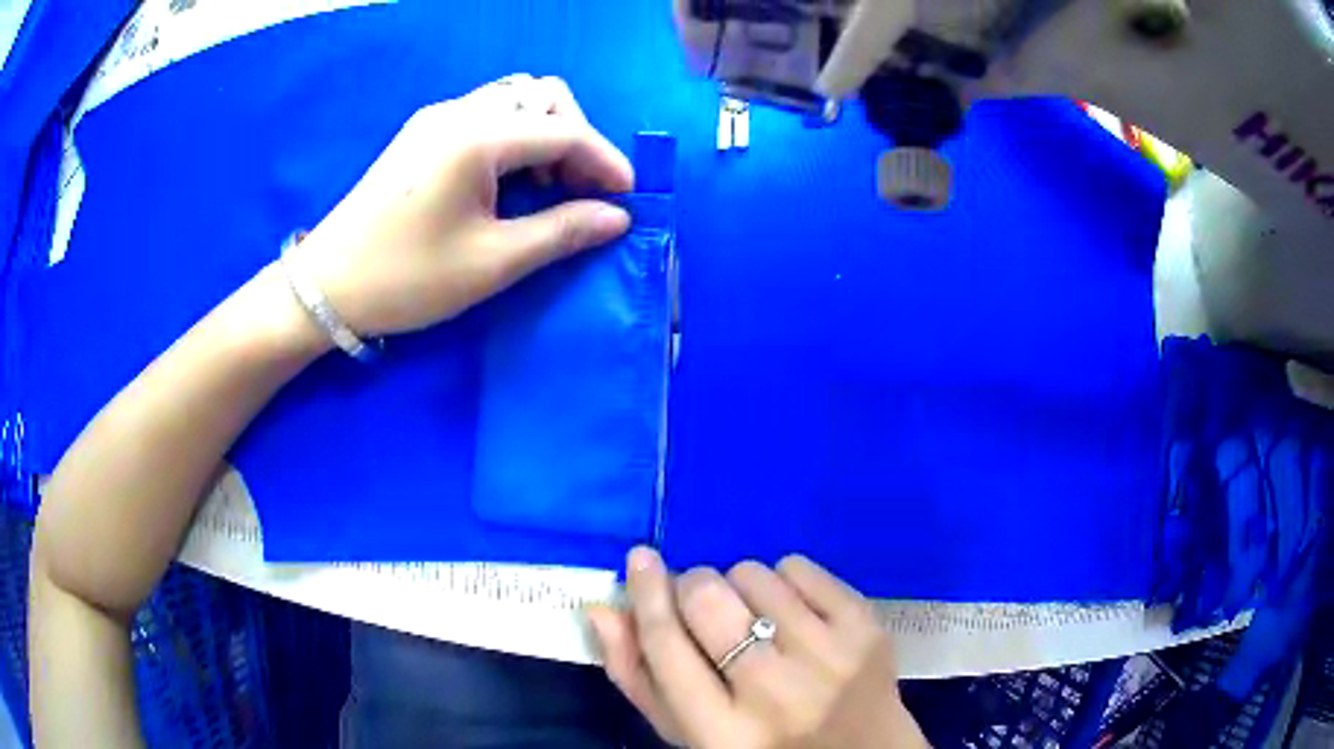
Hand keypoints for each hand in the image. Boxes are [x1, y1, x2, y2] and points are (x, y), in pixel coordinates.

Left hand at [290, 74, 634, 336]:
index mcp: (477, 137)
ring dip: (546, 135)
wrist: (326, 286)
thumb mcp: (491, 263)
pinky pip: (487, 115)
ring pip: (515, 100)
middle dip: (576, 138)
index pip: (565, 132)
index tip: (628, 201)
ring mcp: (437, 118)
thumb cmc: (406, 278)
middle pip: (544, 96)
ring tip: (547, 189)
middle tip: (580, 192)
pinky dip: (515, 139)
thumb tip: (617, 218)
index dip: (605, 163)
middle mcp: (459, 111)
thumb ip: (561, 232)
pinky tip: (509, 181)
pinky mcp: (423, 133)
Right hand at [588, 549, 928, 747]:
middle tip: (704, 605)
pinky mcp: (866, 627)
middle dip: (694, 588)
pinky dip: (785, 580)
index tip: (639, 559)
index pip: (666, 646)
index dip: (646, 595)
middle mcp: (775, 694)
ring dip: (741, 588)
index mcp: (722, 732)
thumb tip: (603, 609)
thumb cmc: (763, 746)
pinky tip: (793, 615)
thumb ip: (639, 678)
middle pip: (707, 599)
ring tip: (757, 620)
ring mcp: (829, 657)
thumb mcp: (692, 733)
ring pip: (754, 575)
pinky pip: (800, 567)